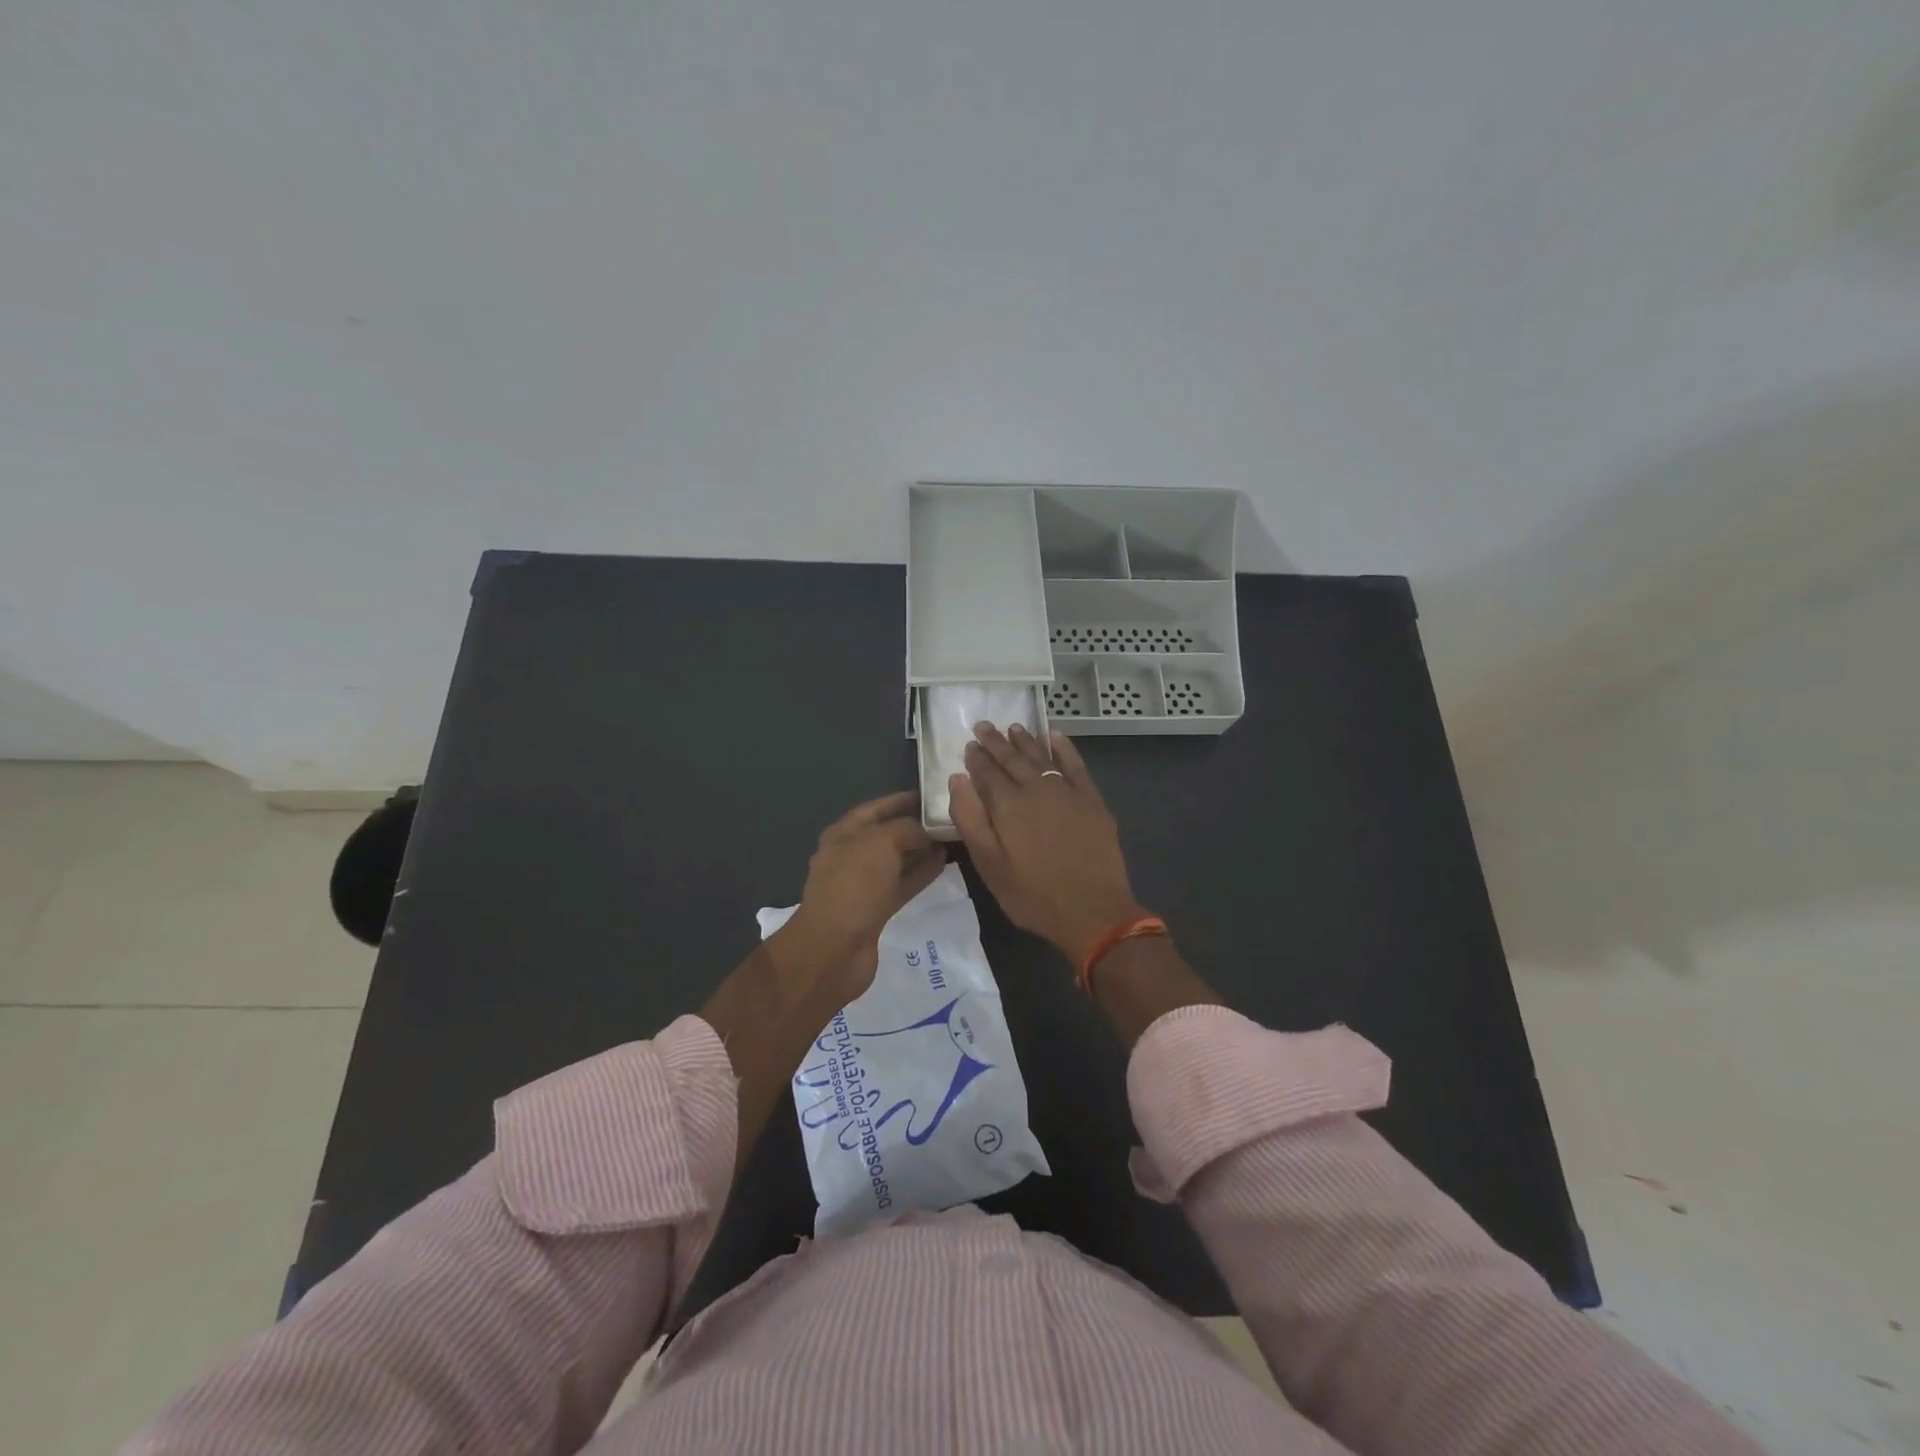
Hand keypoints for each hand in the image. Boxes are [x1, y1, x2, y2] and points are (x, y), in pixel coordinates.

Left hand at [770, 791, 945, 999]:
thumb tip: (925, 833)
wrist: (834, 948)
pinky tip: (942, 866)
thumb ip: (907, 829)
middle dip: (915, 827)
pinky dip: (920, 874)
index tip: (931, 796)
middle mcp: (850, 855)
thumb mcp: (882, 843)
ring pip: (896, 861)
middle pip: (887, 834)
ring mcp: (862, 885)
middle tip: (948, 819)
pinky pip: (901, 884)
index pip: (875, 808)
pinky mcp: (874, 910)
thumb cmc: (854, 885)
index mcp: (843, 833)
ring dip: (920, 852)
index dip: (901, 800)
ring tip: (951, 842)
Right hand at [948, 725, 1144, 964]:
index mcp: (1007, 804)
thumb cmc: (1032, 894)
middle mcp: (1036, 788)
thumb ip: (970, 819)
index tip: (969, 745)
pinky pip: (1075, 764)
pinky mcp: (1091, 800)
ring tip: (1013, 727)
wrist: (1092, 911)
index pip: (986, 772)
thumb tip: (957, 778)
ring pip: (1041, 756)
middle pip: (1012, 758)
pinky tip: (1055, 736)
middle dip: (996, 742)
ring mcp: (1067, 791)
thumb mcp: (988, 865)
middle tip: (984, 726)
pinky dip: (1063, 747)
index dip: (976, 758)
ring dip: (1025, 740)